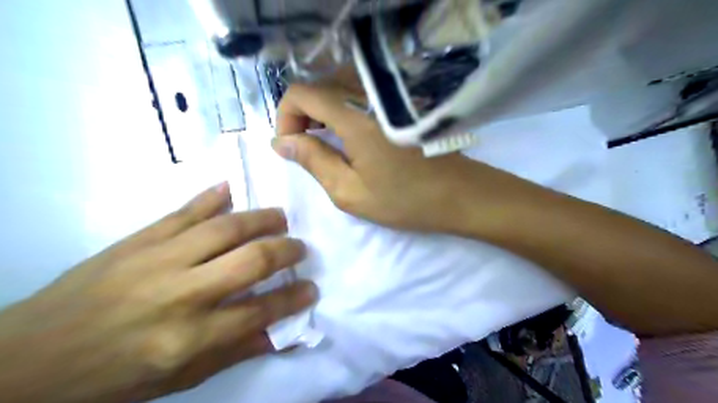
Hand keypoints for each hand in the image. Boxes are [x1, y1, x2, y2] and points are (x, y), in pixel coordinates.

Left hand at [1, 185, 316, 402]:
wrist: (29, 358)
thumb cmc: (114, 375)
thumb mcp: (179, 378)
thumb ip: (235, 350)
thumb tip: (280, 332)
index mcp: (188, 337)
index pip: (259, 311)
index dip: (293, 298)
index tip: (312, 287)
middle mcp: (180, 293)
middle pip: (250, 261)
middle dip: (285, 250)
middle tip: (300, 247)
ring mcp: (158, 259)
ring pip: (225, 228)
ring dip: (261, 218)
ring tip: (280, 217)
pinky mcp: (139, 239)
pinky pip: (185, 211)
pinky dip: (213, 196)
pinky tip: (233, 188)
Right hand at [273, 82, 528, 232]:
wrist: (460, 195)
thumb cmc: (405, 200)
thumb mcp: (350, 191)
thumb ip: (312, 161)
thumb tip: (281, 142)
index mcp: (355, 116)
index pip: (302, 92)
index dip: (286, 115)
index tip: (292, 146)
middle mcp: (370, 96)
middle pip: (319, 87)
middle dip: (303, 116)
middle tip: (308, 149)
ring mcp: (388, 97)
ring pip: (339, 90)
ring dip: (323, 114)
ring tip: (327, 146)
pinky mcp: (399, 104)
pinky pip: (359, 96)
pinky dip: (343, 112)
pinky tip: (350, 137)